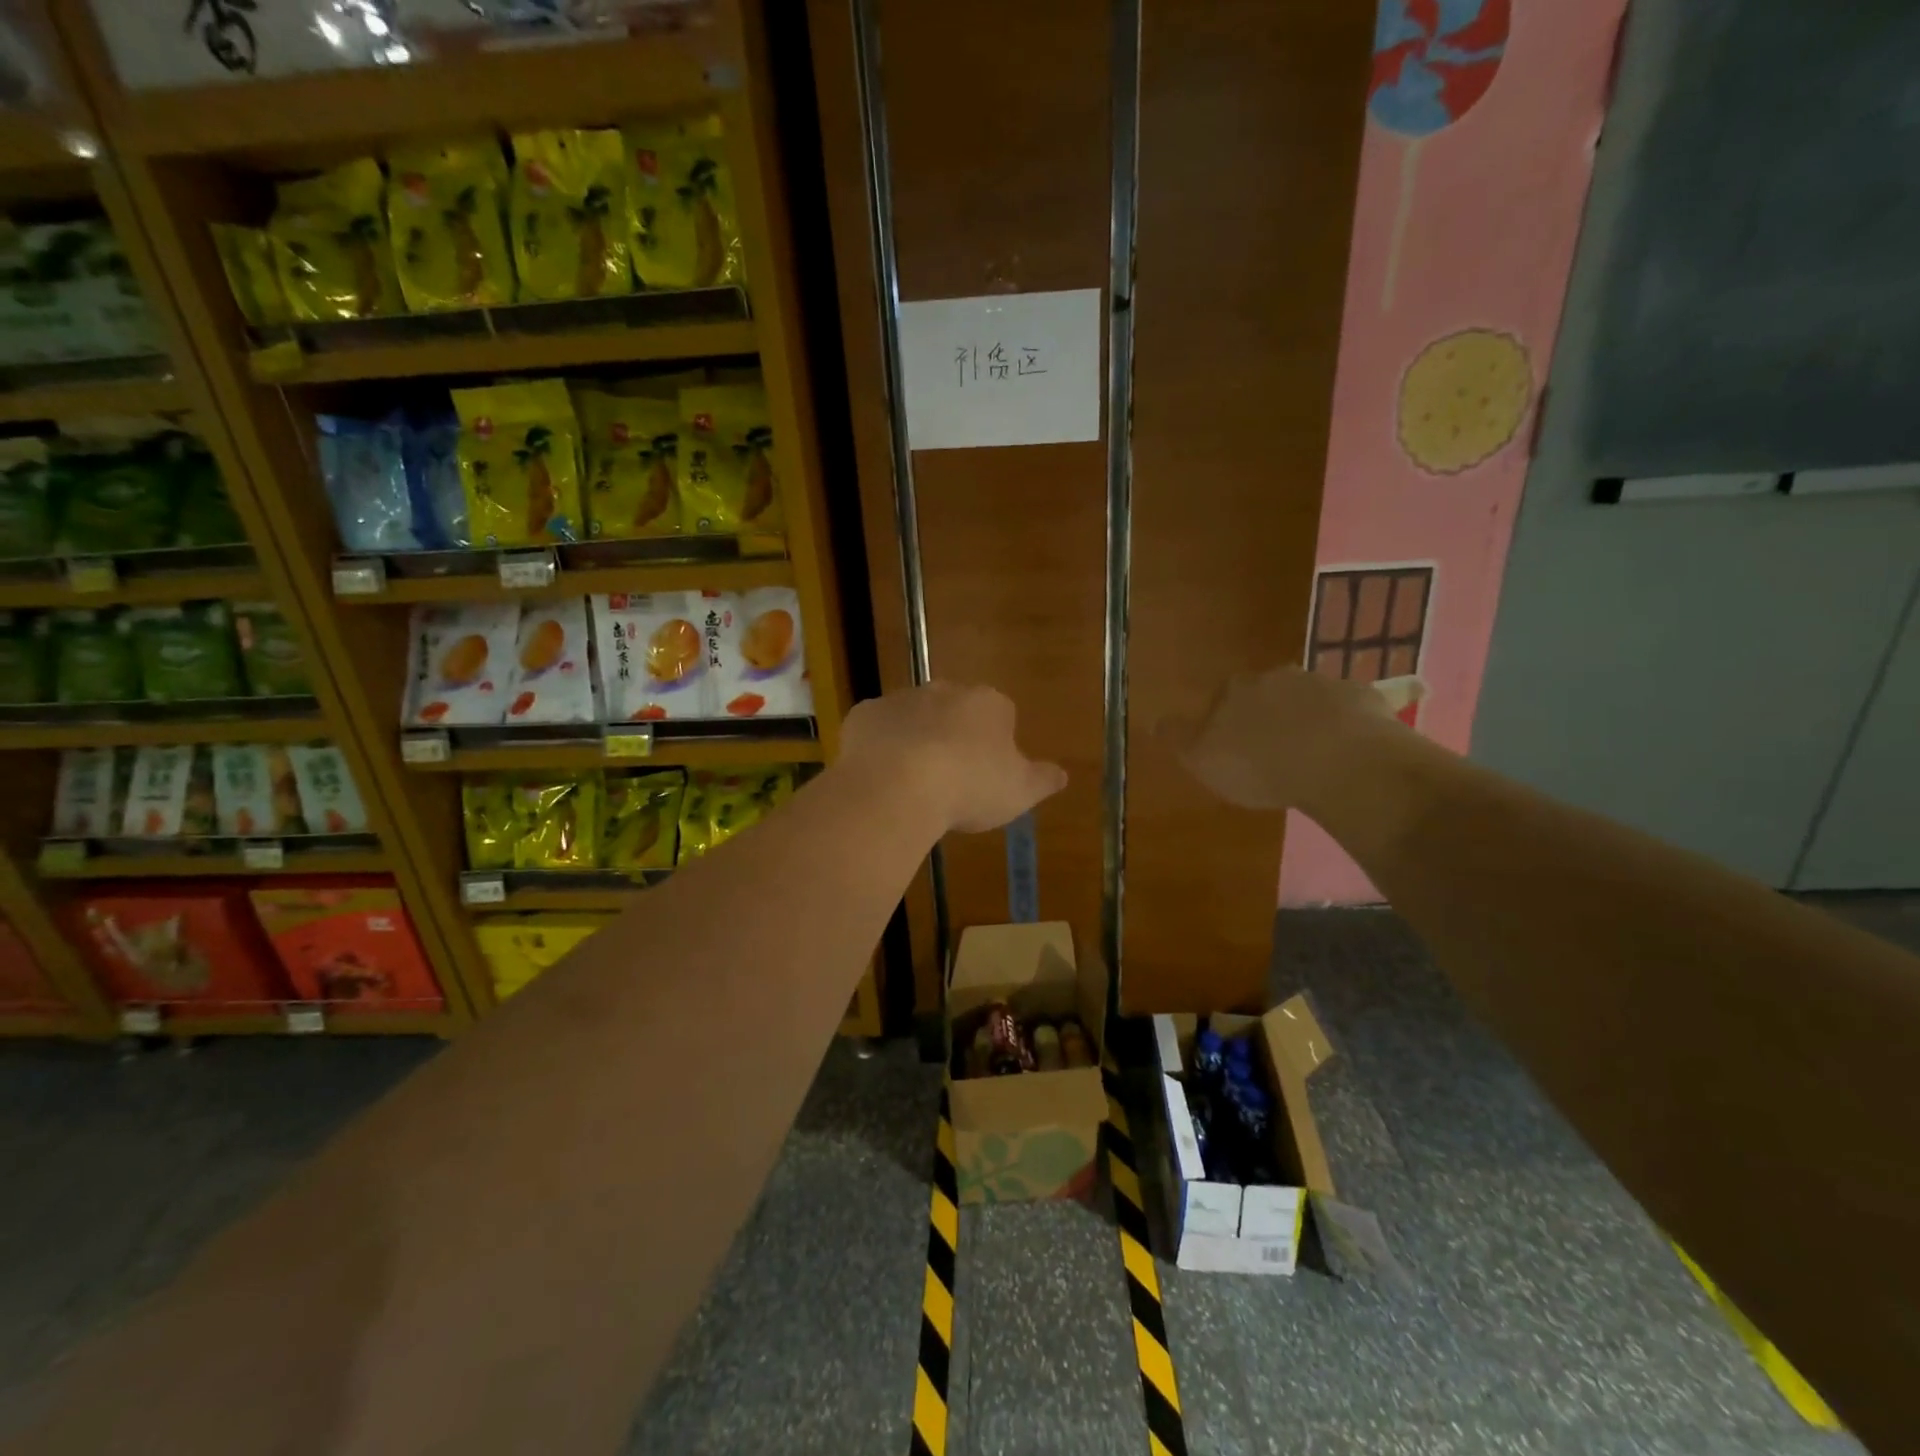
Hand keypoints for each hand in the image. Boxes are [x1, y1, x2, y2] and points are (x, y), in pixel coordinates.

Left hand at [842, 682, 1067, 833]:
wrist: (897, 785)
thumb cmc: (969, 787)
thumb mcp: (1019, 792)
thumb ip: (1042, 780)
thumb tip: (1062, 774)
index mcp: (988, 704)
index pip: (1001, 714)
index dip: (995, 743)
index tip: (988, 773)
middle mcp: (945, 691)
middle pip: (954, 710)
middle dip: (953, 735)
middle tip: (950, 777)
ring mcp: (901, 699)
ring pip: (913, 717)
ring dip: (915, 740)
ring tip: (912, 783)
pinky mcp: (864, 715)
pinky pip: (877, 730)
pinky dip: (879, 748)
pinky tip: (881, 778)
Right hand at [1159, 667, 1415, 810]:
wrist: (1339, 762)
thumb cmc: (1260, 764)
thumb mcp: (1202, 759)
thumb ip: (1178, 739)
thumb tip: (1153, 720)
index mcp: (1236, 690)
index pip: (1223, 697)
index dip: (1225, 721)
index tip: (1231, 747)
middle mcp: (1277, 677)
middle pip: (1267, 694)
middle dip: (1268, 716)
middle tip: (1272, 750)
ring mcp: (1324, 684)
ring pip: (1309, 700)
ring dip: (1307, 720)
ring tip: (1311, 756)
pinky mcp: (1365, 699)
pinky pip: (1349, 713)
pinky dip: (1345, 728)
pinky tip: (1347, 755)